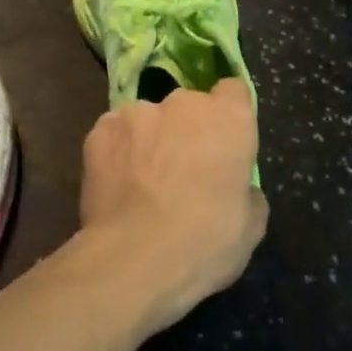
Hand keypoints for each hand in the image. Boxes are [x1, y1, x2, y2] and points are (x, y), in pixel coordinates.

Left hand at [77, 78, 266, 335]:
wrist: (135, 259)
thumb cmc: (205, 243)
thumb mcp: (251, 225)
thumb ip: (245, 189)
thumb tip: (235, 185)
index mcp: (228, 119)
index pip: (233, 91)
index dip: (229, 114)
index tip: (224, 141)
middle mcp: (183, 103)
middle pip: (189, 106)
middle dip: (187, 130)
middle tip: (182, 170)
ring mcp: (137, 112)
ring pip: (148, 119)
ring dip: (150, 139)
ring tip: (143, 181)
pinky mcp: (100, 129)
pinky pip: (115, 133)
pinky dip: (117, 151)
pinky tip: (117, 185)